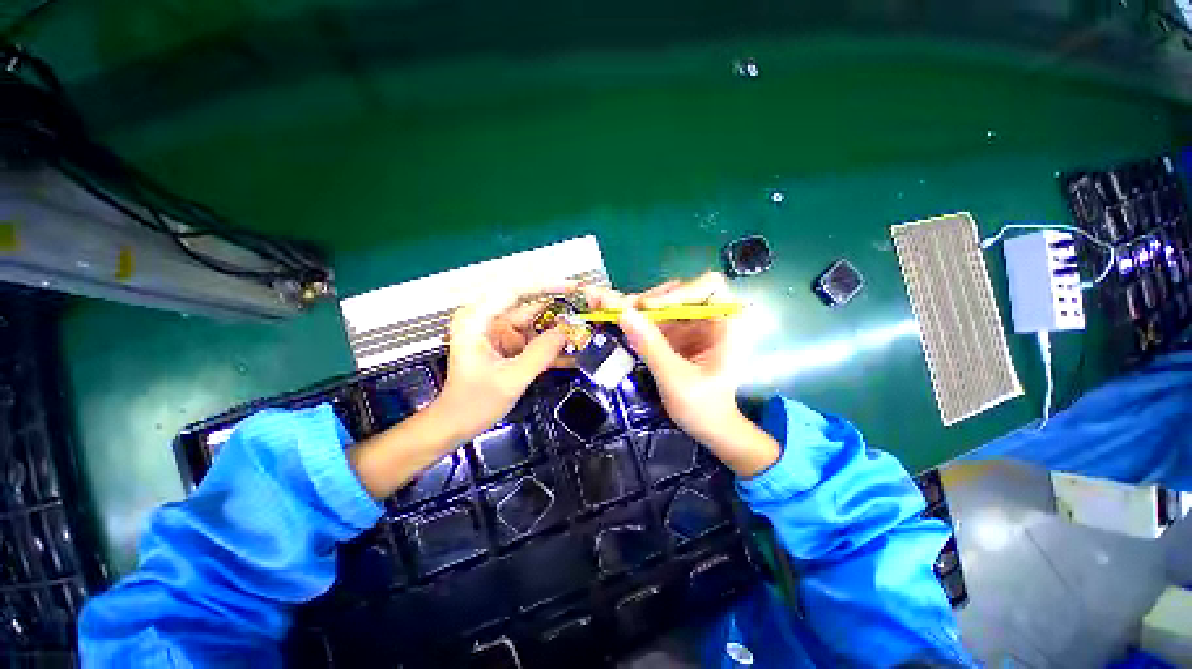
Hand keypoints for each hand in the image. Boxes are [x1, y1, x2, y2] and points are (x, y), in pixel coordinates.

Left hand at [435, 286, 570, 441]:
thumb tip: (565, 333)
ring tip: (582, 335)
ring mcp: (498, 332)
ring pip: (534, 323)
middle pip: (527, 305)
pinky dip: (549, 345)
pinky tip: (569, 352)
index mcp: (476, 320)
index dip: (545, 285)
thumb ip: (540, 354)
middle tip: (584, 313)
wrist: (456, 423)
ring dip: (557, 330)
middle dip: (557, 311)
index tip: (571, 288)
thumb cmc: (473, 403)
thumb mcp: (511, 379)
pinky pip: (533, 338)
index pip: (513, 290)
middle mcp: (487, 320)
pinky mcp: (507, 344)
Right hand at [585, 273, 779, 476]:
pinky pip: (651, 320)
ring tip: (601, 306)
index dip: (678, 292)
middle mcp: (707, 318)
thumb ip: (650, 346)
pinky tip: (606, 312)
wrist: (710, 430)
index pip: (708, 286)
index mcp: (725, 324)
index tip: (649, 309)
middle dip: (641, 300)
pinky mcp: (674, 335)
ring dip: (630, 306)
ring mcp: (689, 326)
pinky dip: (630, 318)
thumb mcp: (675, 379)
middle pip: (674, 293)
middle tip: (608, 304)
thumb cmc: (704, 408)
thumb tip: (622, 313)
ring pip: (658, 304)